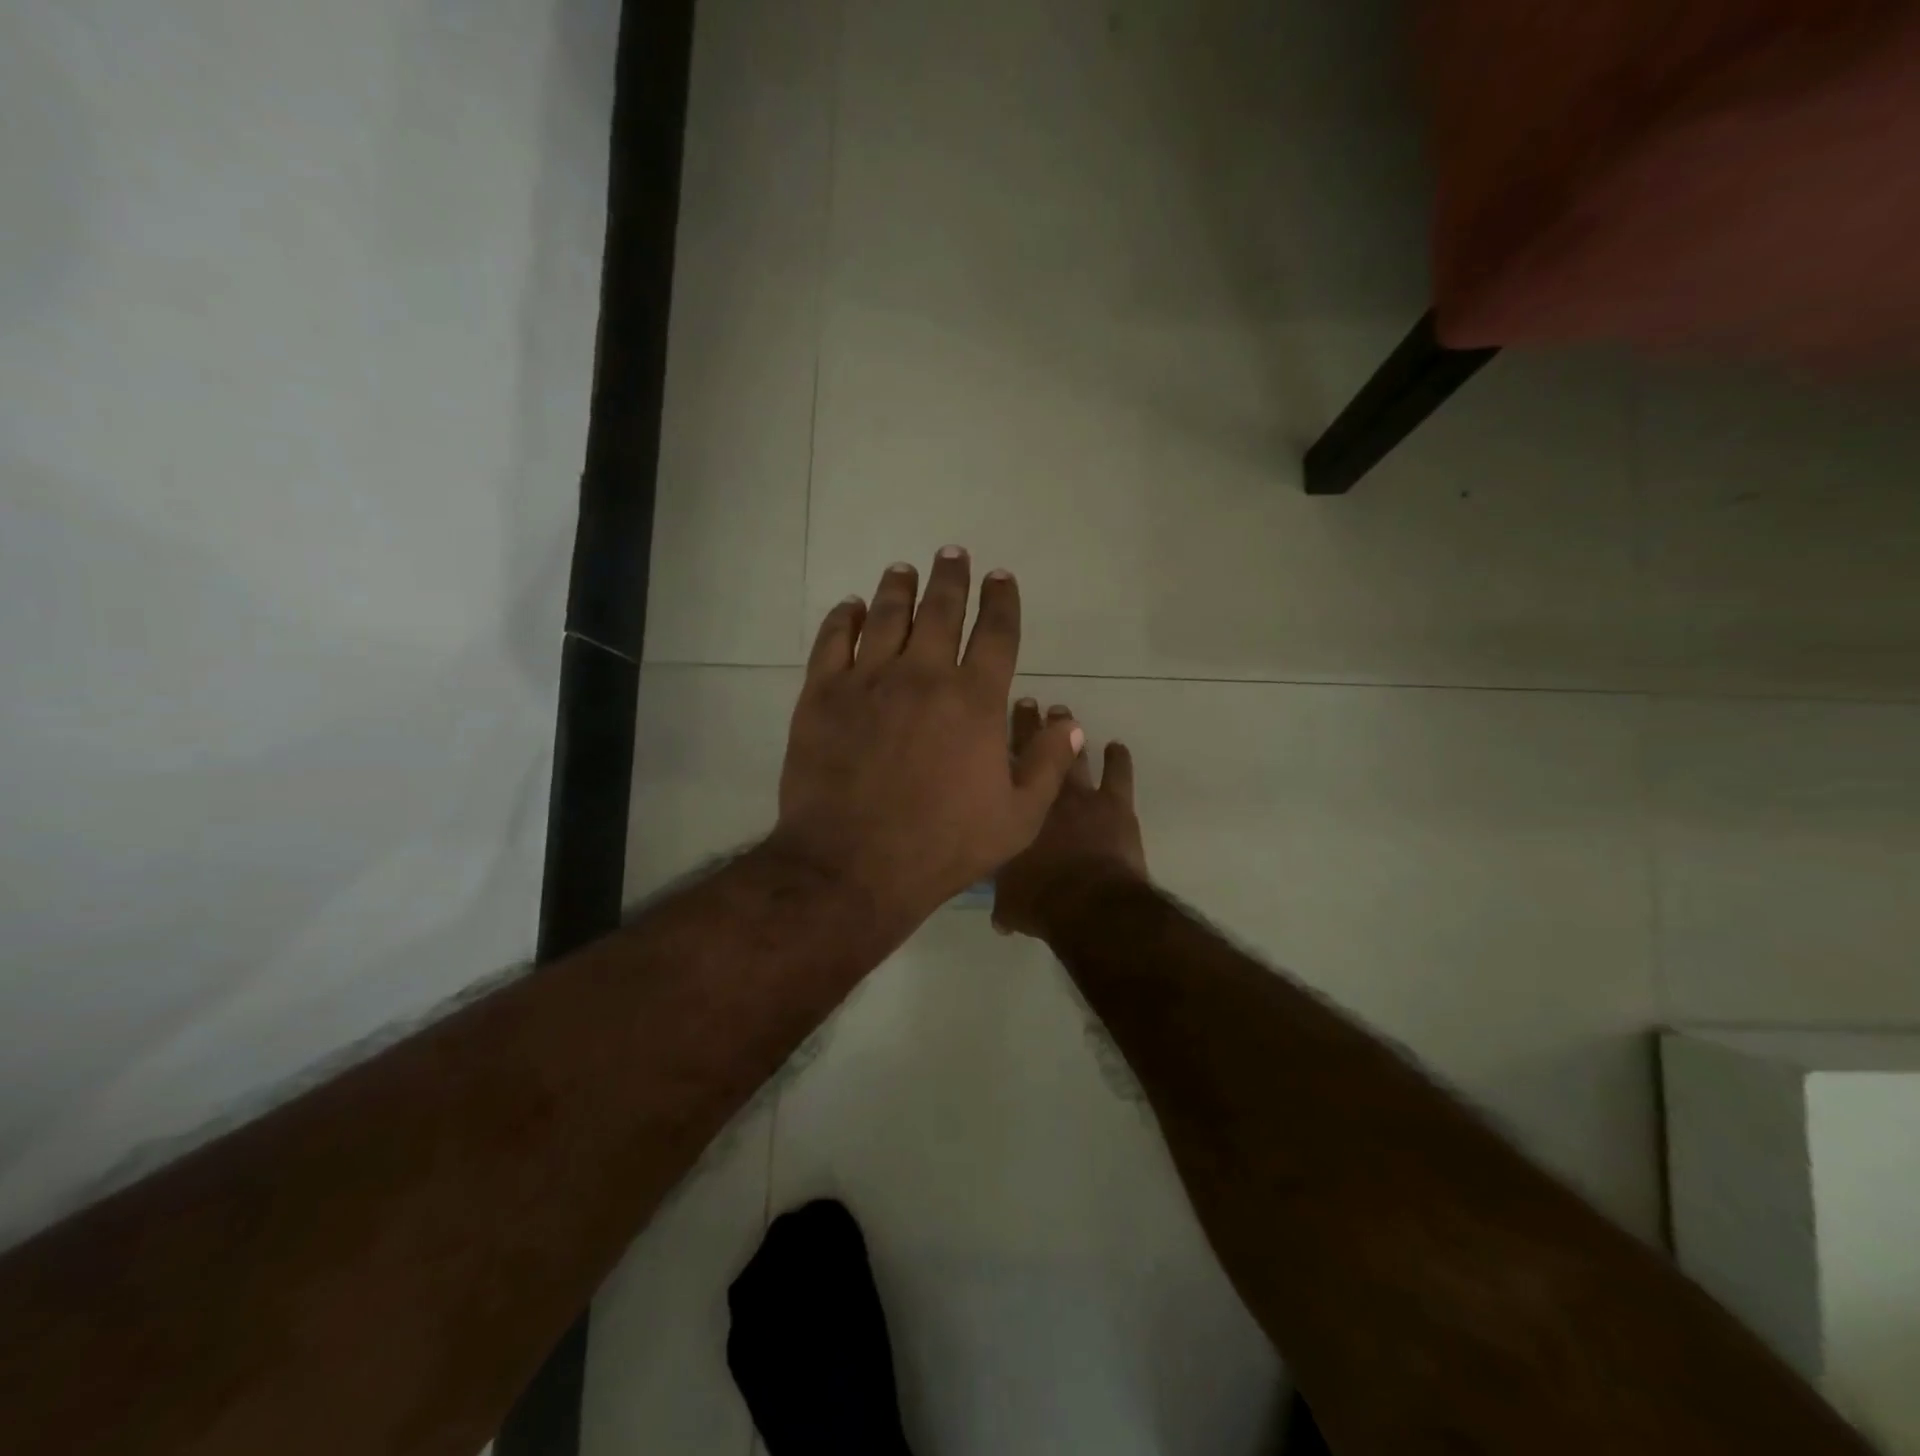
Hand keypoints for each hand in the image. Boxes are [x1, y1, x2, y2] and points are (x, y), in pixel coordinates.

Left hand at [772, 549, 1085, 928]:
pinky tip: (850, 607)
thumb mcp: (1017, 819)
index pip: (996, 633)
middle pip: (941, 610)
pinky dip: (843, 618)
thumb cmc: (942, 846)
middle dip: (951, 577)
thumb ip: (1047, 764)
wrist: (853, 865)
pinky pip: (833, 641)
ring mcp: (868, 681)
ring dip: (898, 588)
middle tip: (953, 553)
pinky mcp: (822, 695)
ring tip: (904, 569)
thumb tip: (1068, 721)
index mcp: (976, 701)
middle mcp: (924, 675)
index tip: (1001, 578)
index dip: (1001, 600)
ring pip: (886, 615)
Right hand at [993, 700, 1148, 937]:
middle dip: (1029, 725)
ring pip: (1072, 754)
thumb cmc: (1041, 901)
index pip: (1000, 772)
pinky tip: (1117, 746)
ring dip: (1068, 733)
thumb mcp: (1009, 905)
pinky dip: (1118, 759)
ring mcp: (1081, 797)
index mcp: (1012, 814)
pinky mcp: (1115, 805)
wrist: (1088, 902)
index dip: (997, 747)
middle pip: (1033, 750)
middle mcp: (1042, 795)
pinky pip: (1118, 774)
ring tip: (1063, 713)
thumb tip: (999, 916)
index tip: (994, 725)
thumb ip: (1004, 902)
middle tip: (1029, 703)